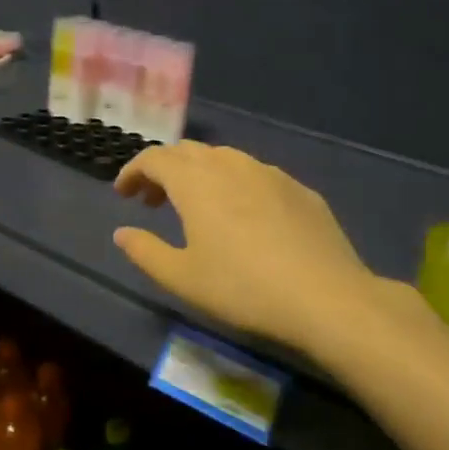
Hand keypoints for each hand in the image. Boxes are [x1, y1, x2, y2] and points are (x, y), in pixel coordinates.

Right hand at [112, 141, 405, 356]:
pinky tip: (243, 216)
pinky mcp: (299, 189)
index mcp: (195, 182)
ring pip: (223, 159)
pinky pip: (255, 175)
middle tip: (152, 200)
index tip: (123, 193)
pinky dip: (234, 184)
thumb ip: (145, 251)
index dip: (133, 171)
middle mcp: (230, 165)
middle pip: (187, 152)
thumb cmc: (242, 287)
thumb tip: (122, 233)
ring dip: (199, 174)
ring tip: (195, 206)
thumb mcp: (182, 278)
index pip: (154, 158)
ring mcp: (269, 173)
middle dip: (163, 170)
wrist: (326, 297)